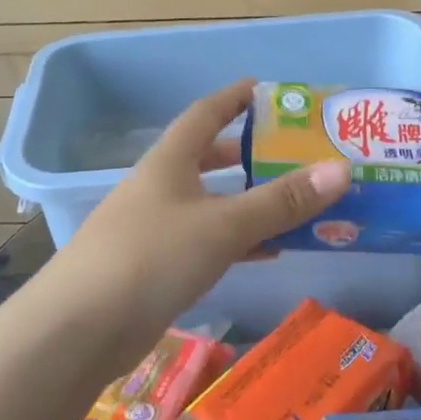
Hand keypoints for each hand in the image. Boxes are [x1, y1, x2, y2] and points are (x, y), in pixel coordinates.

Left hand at [52, 80, 348, 336]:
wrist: (80, 329)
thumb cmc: (151, 258)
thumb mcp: (222, 226)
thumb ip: (280, 201)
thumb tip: (341, 169)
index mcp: (168, 162)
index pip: (204, 114)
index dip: (234, 98)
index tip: (267, 90)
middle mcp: (159, 188)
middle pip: (207, 160)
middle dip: (247, 154)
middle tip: (293, 154)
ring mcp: (153, 229)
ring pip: (210, 204)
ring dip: (248, 202)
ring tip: (295, 203)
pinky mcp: (154, 268)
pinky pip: (205, 243)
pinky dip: (237, 242)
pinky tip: (267, 252)